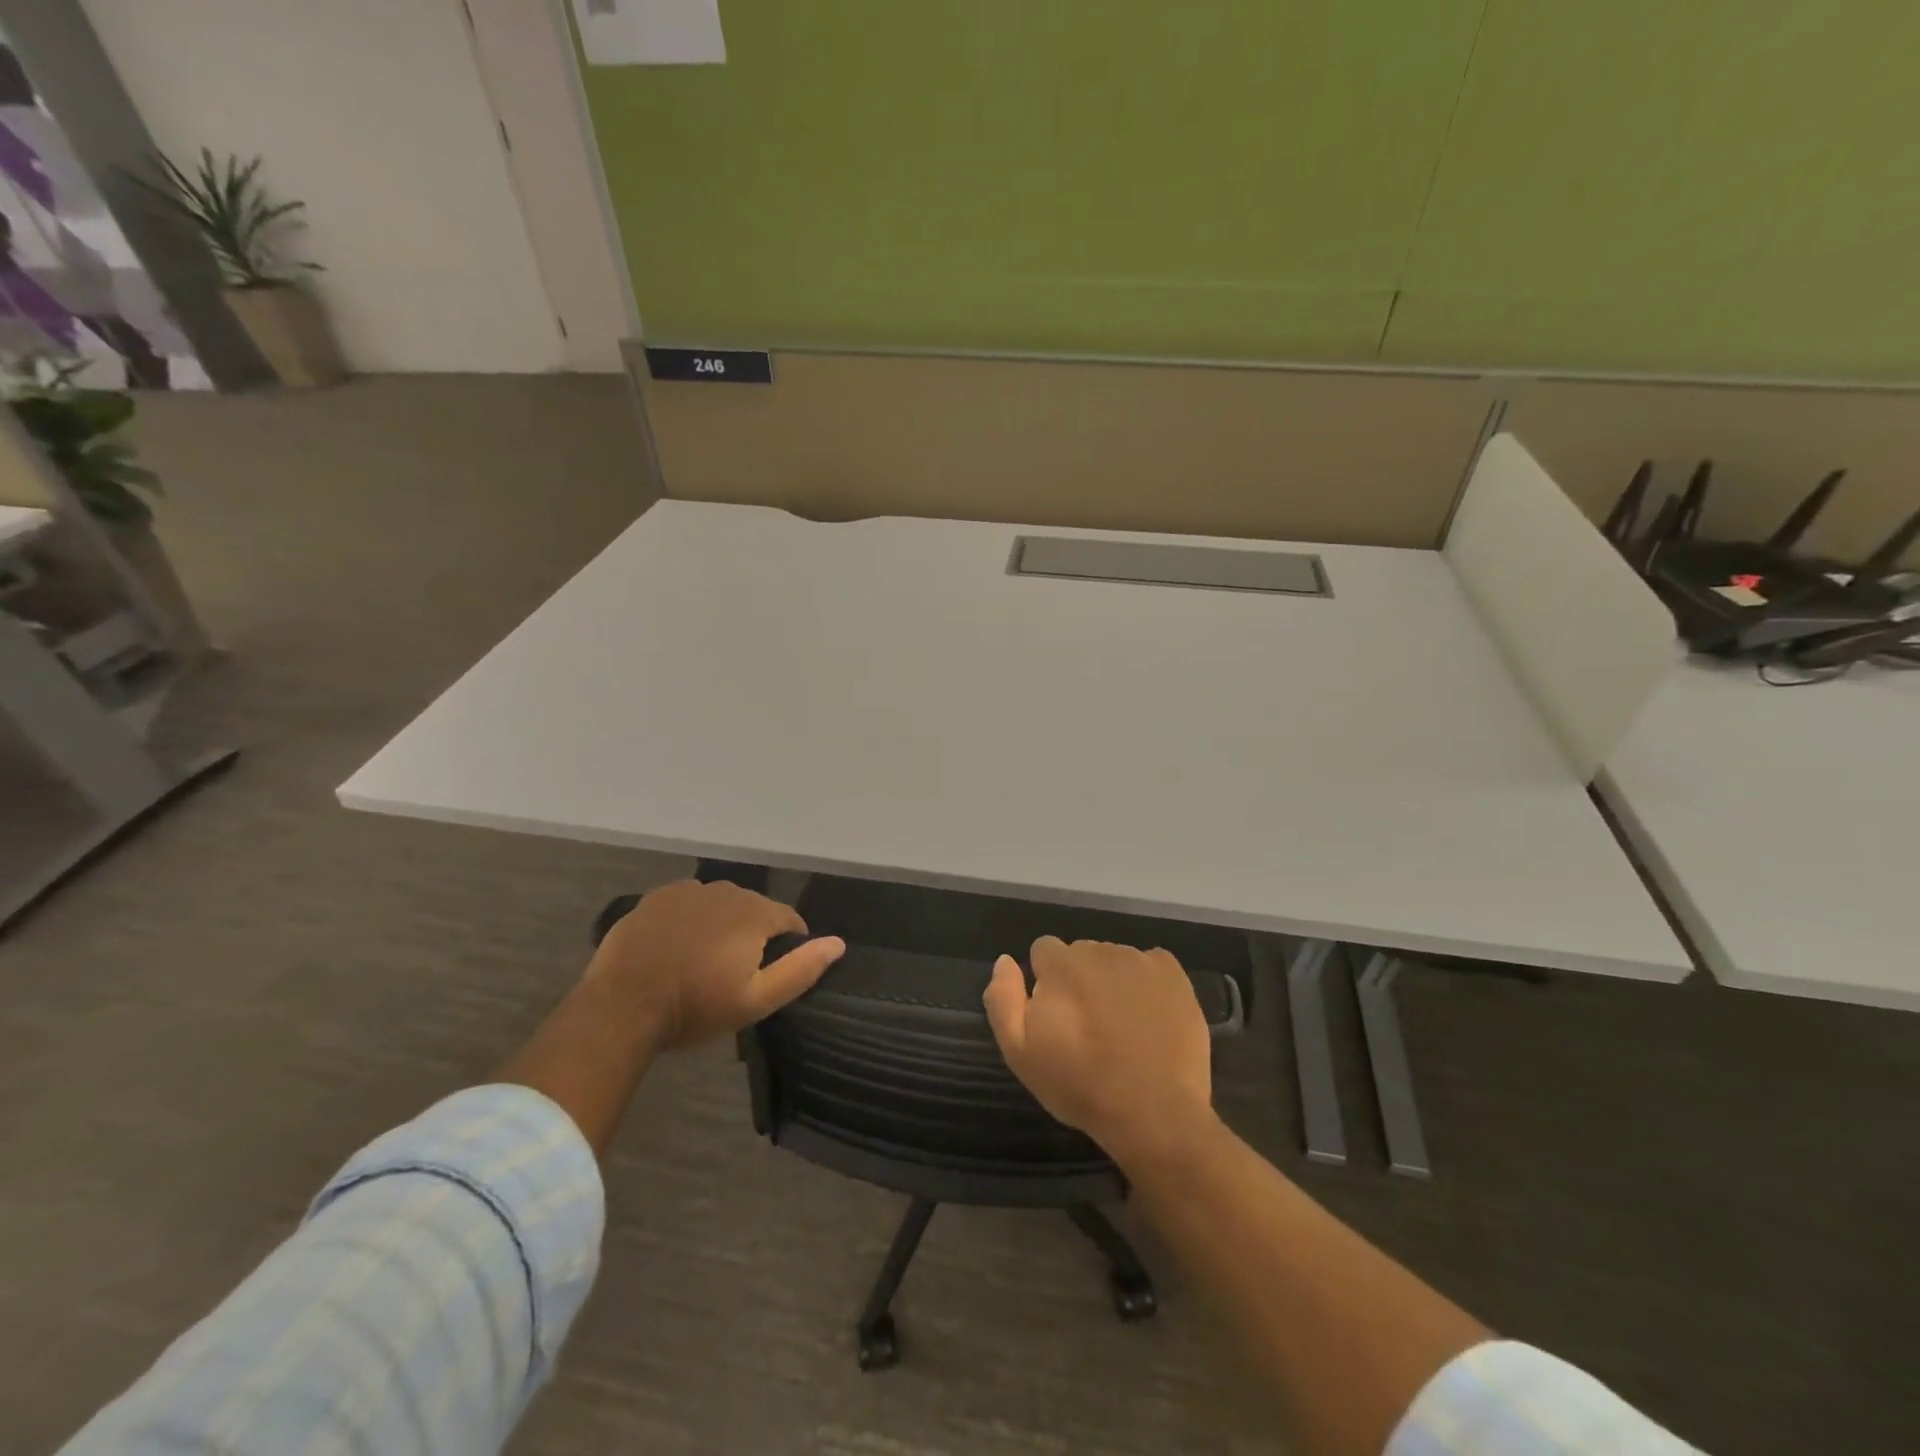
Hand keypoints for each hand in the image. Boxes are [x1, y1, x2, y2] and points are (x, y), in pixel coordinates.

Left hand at [585, 880, 843, 1053]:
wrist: (622, 1006)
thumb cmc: (695, 1007)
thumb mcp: (756, 1000)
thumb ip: (801, 969)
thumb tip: (839, 943)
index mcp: (755, 913)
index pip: (789, 919)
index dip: (788, 945)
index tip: (773, 972)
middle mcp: (726, 890)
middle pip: (754, 909)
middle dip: (754, 934)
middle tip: (736, 972)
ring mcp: (688, 891)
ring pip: (720, 904)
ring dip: (722, 924)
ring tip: (706, 960)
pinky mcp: (657, 898)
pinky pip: (688, 903)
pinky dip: (691, 919)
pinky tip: (678, 947)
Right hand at [983, 936, 1214, 1163]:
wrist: (1155, 1113)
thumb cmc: (1081, 1085)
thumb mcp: (1020, 1053)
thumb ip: (1003, 999)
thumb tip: (1005, 961)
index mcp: (1060, 963)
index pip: (1043, 951)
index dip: (1046, 981)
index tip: (1056, 1016)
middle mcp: (1099, 950)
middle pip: (1081, 954)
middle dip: (1079, 980)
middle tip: (1089, 1026)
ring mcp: (1140, 960)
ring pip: (1115, 960)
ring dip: (1112, 982)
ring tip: (1122, 1027)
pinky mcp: (1173, 974)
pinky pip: (1151, 966)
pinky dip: (1147, 984)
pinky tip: (1149, 1017)